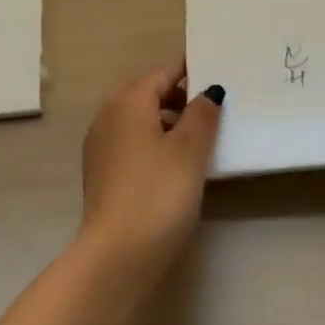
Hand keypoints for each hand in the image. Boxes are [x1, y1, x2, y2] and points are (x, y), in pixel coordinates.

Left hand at [78, 62, 224, 281]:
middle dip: (184, 97)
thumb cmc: (158, 192)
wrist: (118, 254)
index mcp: (128, 102)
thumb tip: (208, 91)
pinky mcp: (103, 174)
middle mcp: (108, 116)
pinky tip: (180, 165)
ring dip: (172, 124)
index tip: (223, 73)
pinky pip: (135, 145)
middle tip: (221, 108)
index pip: (165, 72)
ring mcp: (101, 147)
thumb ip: (202, 114)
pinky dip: (157, 145)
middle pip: (151, 95)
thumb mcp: (190, 149)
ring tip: (207, 138)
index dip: (194, 70)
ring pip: (143, 122)